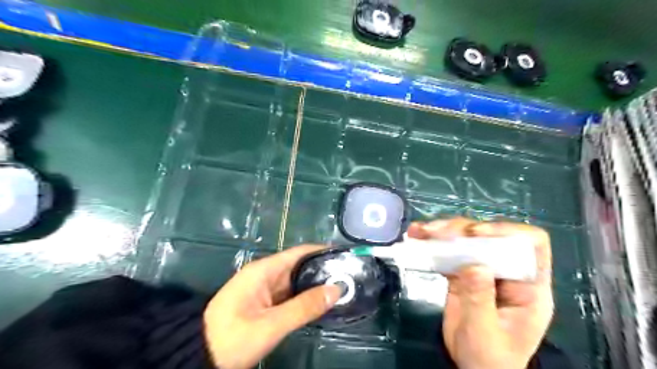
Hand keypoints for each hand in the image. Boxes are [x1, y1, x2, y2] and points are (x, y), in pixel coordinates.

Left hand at [203, 246, 340, 367]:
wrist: (198, 356)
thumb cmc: (232, 337)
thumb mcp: (271, 324)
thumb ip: (304, 307)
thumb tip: (336, 289)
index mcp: (264, 270)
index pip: (299, 252)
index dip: (322, 252)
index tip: (344, 257)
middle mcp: (266, 274)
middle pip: (299, 266)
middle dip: (322, 270)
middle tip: (348, 277)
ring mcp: (265, 289)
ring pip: (296, 282)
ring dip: (315, 285)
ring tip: (342, 288)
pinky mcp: (264, 303)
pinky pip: (289, 295)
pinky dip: (305, 298)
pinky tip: (321, 302)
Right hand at [409, 218, 549, 368]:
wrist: (474, 368)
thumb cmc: (490, 358)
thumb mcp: (485, 333)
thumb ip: (480, 299)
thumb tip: (474, 264)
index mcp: (528, 286)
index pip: (531, 244)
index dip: (507, 232)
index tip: (475, 234)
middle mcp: (507, 271)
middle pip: (490, 236)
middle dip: (462, 229)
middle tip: (435, 232)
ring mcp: (484, 270)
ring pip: (467, 239)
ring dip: (442, 232)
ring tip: (419, 231)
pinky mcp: (463, 273)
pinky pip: (449, 252)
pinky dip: (433, 244)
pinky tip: (417, 238)